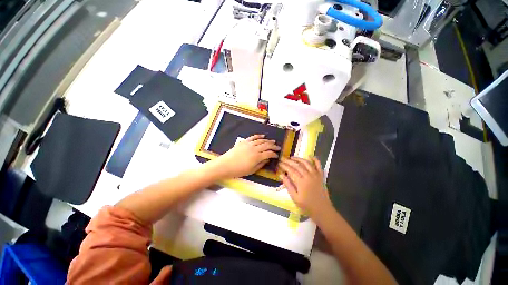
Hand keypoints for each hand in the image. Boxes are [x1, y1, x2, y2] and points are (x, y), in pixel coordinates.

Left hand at [216, 134, 280, 178]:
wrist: (225, 165)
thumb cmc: (238, 170)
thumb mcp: (251, 170)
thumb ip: (261, 164)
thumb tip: (267, 160)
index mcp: (257, 157)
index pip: (269, 153)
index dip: (274, 154)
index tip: (277, 155)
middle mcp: (254, 148)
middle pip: (267, 145)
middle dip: (274, 146)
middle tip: (278, 147)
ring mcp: (249, 144)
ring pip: (261, 140)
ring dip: (268, 140)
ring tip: (273, 141)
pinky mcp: (244, 142)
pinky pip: (253, 137)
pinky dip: (259, 136)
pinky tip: (263, 136)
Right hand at [279, 157, 331, 215]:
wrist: (323, 211)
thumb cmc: (307, 206)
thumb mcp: (294, 197)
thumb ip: (288, 185)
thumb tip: (281, 175)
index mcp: (301, 182)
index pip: (291, 170)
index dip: (284, 166)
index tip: (279, 163)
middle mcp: (308, 176)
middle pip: (297, 165)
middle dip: (289, 161)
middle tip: (283, 158)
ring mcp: (316, 175)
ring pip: (306, 163)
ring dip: (299, 159)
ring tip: (292, 157)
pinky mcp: (321, 176)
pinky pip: (319, 166)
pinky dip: (315, 160)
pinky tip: (310, 156)